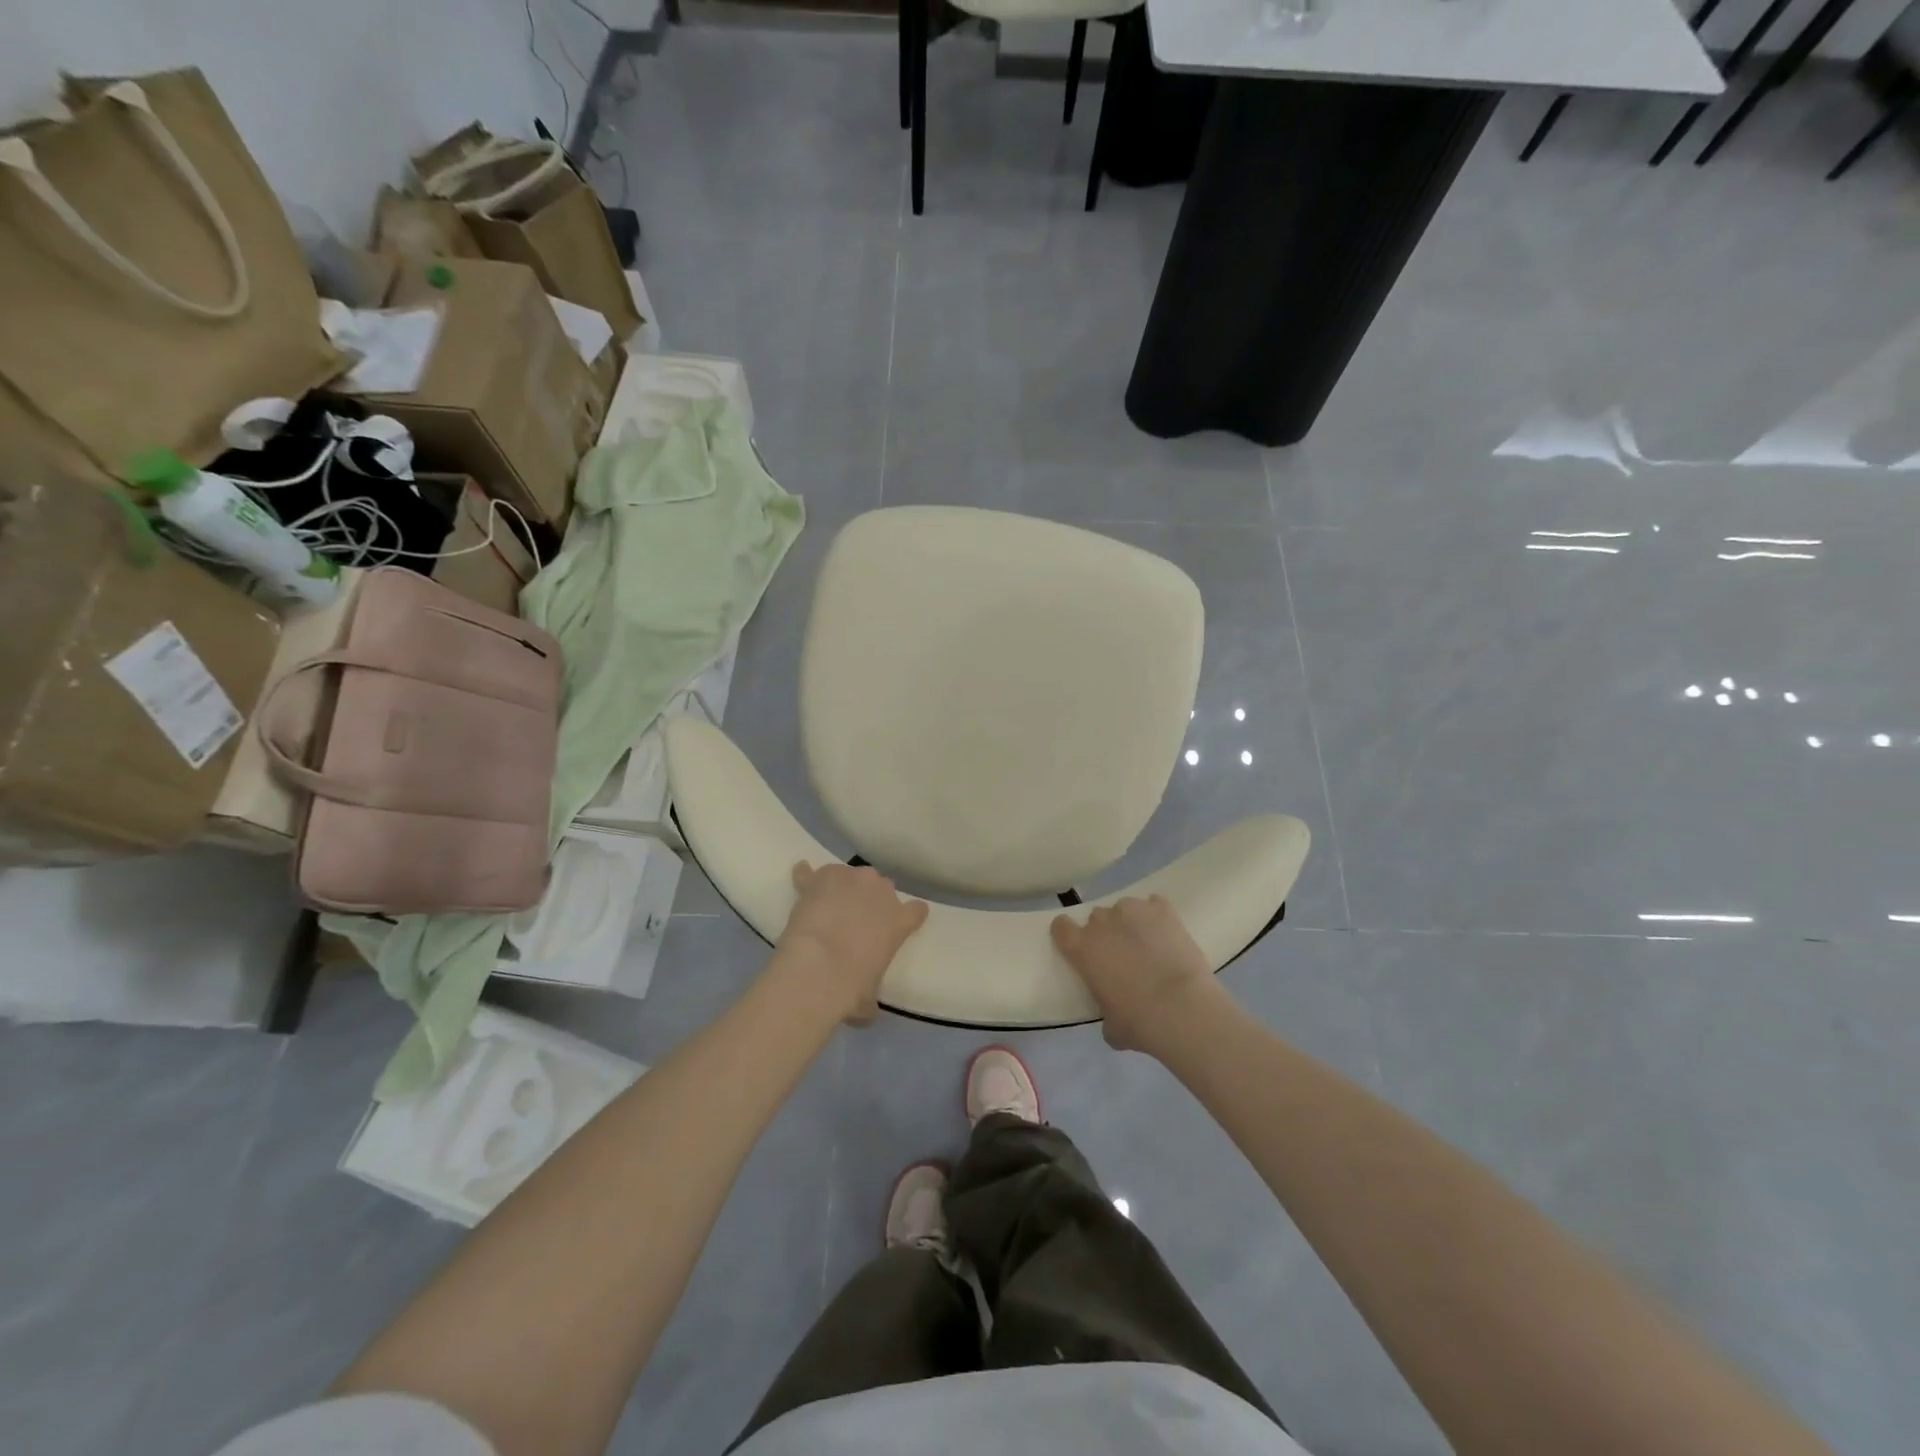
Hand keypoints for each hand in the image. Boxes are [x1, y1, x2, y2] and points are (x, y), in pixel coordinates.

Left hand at [777, 862, 928, 1025]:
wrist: (817, 969)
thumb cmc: (852, 987)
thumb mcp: (869, 1000)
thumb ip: (871, 998)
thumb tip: (867, 1011)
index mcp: (899, 920)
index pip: (916, 910)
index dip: (908, 916)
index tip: (899, 925)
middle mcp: (879, 891)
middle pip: (882, 886)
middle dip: (871, 899)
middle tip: (856, 920)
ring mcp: (849, 879)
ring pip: (849, 874)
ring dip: (842, 886)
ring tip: (828, 904)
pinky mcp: (818, 879)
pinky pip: (811, 873)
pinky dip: (806, 877)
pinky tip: (800, 879)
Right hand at [1051, 895, 1229, 1054]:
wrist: (1183, 1009)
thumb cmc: (1139, 1022)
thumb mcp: (1110, 1027)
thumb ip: (1105, 1012)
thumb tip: (1113, 1017)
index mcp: (1081, 948)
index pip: (1061, 927)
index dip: (1068, 935)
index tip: (1079, 948)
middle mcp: (1102, 922)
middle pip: (1097, 918)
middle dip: (1106, 933)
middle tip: (1121, 956)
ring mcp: (1132, 910)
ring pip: (1125, 909)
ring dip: (1131, 923)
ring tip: (1148, 945)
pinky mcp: (1162, 909)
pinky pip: (1154, 905)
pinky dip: (1157, 917)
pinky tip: (1167, 934)